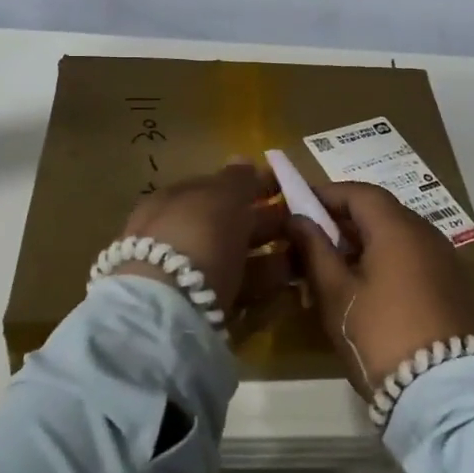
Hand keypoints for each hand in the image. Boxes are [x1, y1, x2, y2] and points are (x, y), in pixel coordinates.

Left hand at [114, 161, 290, 337]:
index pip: (216, 189)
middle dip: (264, 224)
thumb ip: (236, 180)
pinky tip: (289, 287)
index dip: (250, 187)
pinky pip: (238, 292)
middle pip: (227, 226)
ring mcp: (184, 276)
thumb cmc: (196, 235)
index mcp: (172, 202)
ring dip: (271, 257)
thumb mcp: (220, 197)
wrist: (167, 310)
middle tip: (304, 224)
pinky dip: (264, 288)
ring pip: (235, 260)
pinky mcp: (199, 312)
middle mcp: (175, 237)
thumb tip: (243, 160)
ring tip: (307, 257)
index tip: (284, 189)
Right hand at [284, 181, 473, 394]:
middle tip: (310, 240)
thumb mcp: (337, 293)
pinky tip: (366, 288)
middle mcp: (426, 233)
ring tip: (333, 267)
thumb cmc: (380, 334)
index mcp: (398, 227)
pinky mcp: (454, 286)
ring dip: (365, 242)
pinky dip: (386, 260)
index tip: (298, 205)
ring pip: (397, 236)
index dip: (326, 194)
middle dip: (343, 220)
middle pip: (380, 212)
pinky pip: (413, 258)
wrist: (446, 390)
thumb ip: (315, 250)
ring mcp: (445, 259)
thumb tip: (298, 218)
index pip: (359, 192)